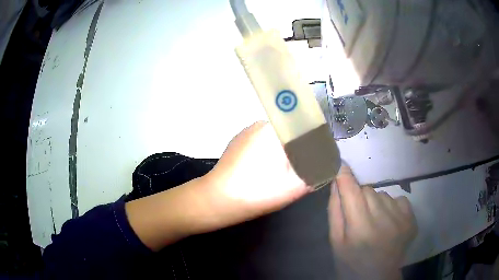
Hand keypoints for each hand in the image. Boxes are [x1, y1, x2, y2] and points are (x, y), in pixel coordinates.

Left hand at [127, 121, 309, 250]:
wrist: (215, 200)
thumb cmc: (255, 193)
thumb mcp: (293, 186)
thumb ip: (316, 172)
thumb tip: (327, 161)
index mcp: (275, 130)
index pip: (305, 122)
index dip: (317, 136)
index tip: (322, 152)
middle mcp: (260, 124)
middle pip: (292, 128)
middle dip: (303, 144)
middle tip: (306, 165)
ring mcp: (247, 132)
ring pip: (278, 134)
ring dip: (288, 148)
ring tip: (289, 169)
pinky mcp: (239, 142)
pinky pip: (264, 140)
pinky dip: (273, 150)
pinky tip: (269, 169)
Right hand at [328, 165, 416, 279]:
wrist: (378, 277)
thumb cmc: (351, 262)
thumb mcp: (336, 241)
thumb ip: (335, 212)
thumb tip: (336, 183)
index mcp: (359, 227)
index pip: (351, 190)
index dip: (344, 175)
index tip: (340, 163)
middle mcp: (382, 219)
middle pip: (367, 190)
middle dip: (360, 197)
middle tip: (359, 215)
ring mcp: (400, 218)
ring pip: (383, 194)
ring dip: (376, 203)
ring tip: (375, 222)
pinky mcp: (411, 219)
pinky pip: (398, 199)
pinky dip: (391, 206)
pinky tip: (389, 222)